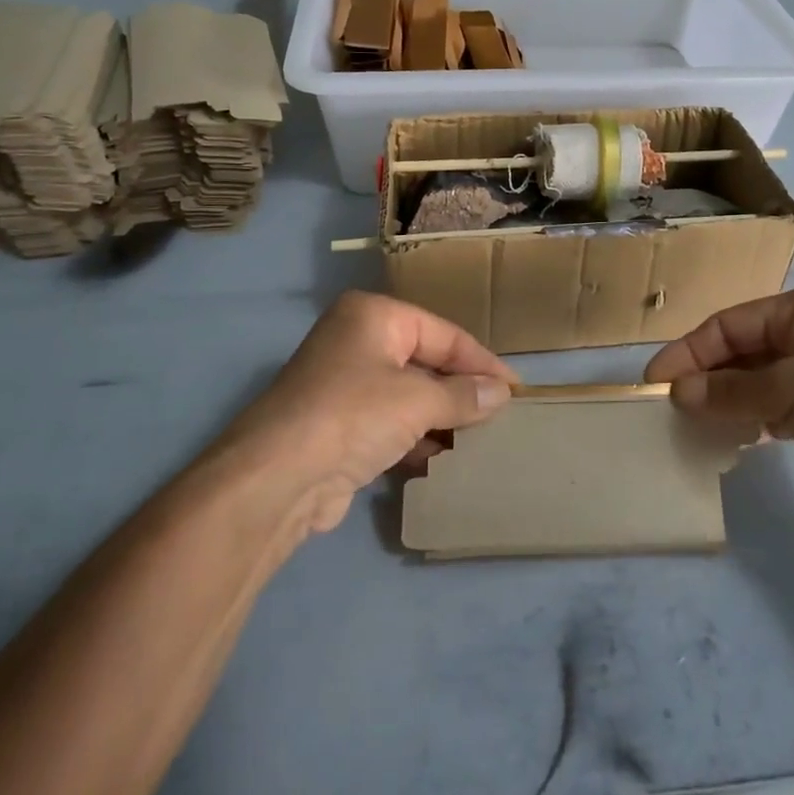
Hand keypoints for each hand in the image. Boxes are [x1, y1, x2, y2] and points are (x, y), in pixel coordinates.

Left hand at [224, 291, 516, 532]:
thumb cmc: (353, 415)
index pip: (444, 334)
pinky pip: (390, 424)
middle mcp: (357, 341)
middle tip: (501, 415)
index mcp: (374, 316)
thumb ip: (464, 395)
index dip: (482, 362)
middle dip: (461, 391)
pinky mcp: (338, 425)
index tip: (516, 389)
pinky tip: (442, 460)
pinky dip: (415, 439)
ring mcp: (344, 384)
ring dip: (441, 418)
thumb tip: (502, 393)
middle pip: (426, 363)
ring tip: (479, 441)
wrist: (277, 478)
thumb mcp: (418, 400)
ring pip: (408, 396)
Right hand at [644, 284, 793, 522]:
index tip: (655, 380)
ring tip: (691, 424)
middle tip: (669, 406)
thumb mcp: (793, 390)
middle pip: (743, 350)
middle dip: (706, 376)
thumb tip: (678, 392)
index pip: (732, 323)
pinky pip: (776, 409)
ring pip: (758, 381)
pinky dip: (751, 420)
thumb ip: (731, 390)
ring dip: (725, 400)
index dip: (690, 350)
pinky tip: (729, 439)